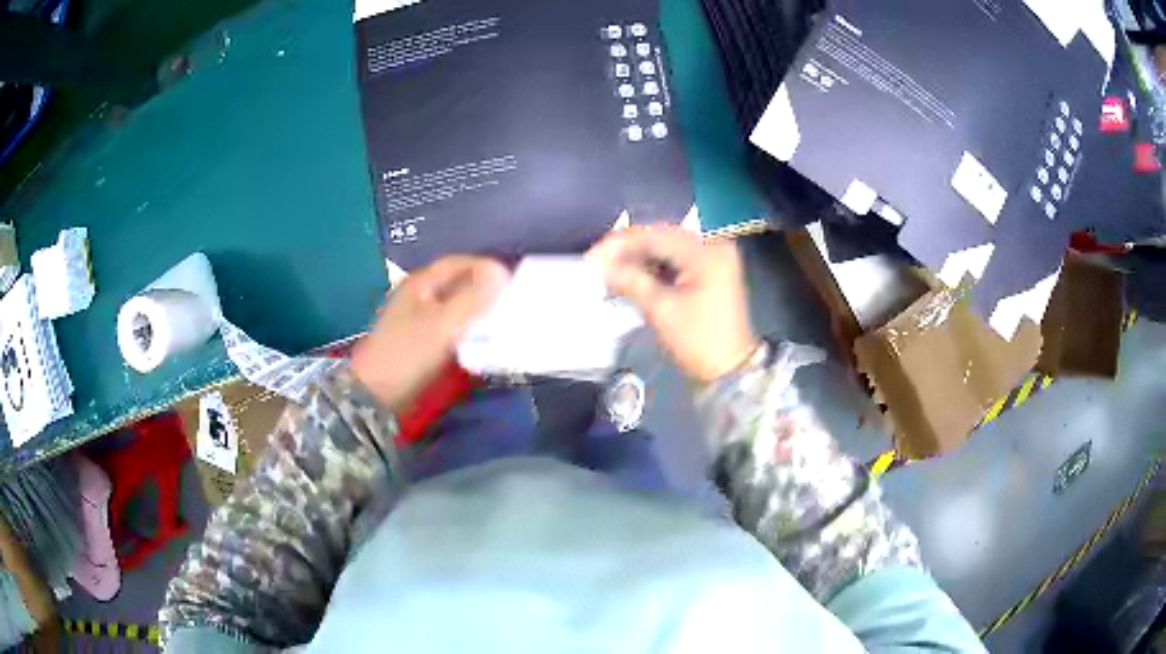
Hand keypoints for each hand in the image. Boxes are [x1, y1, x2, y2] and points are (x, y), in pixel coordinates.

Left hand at [351, 256, 509, 411]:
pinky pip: (450, 327)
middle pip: (457, 284)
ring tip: (503, 319)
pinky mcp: (421, 341)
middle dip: (484, 289)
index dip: (485, 268)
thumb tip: (500, 271)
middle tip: (512, 300)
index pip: (458, 263)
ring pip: (455, 306)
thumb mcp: (443, 323)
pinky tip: (483, 339)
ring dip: (477, 311)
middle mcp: (419, 295)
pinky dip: (468, 329)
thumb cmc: (409, 352)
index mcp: (421, 283)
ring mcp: (418, 319)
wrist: (377, 394)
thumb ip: (472, 297)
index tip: (512, 280)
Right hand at [588, 226, 758, 383]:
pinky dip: (652, 268)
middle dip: (627, 250)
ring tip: (609, 271)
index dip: (619, 243)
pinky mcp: (709, 272)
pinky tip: (630, 277)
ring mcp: (712, 259)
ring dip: (637, 259)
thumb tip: (601, 266)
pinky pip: (675, 261)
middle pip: (661, 238)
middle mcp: (712, 247)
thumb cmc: (699, 341)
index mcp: (706, 252)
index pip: (655, 235)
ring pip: (666, 249)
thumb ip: (630, 280)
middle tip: (596, 263)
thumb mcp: (662, 310)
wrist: (730, 371)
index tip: (592, 257)